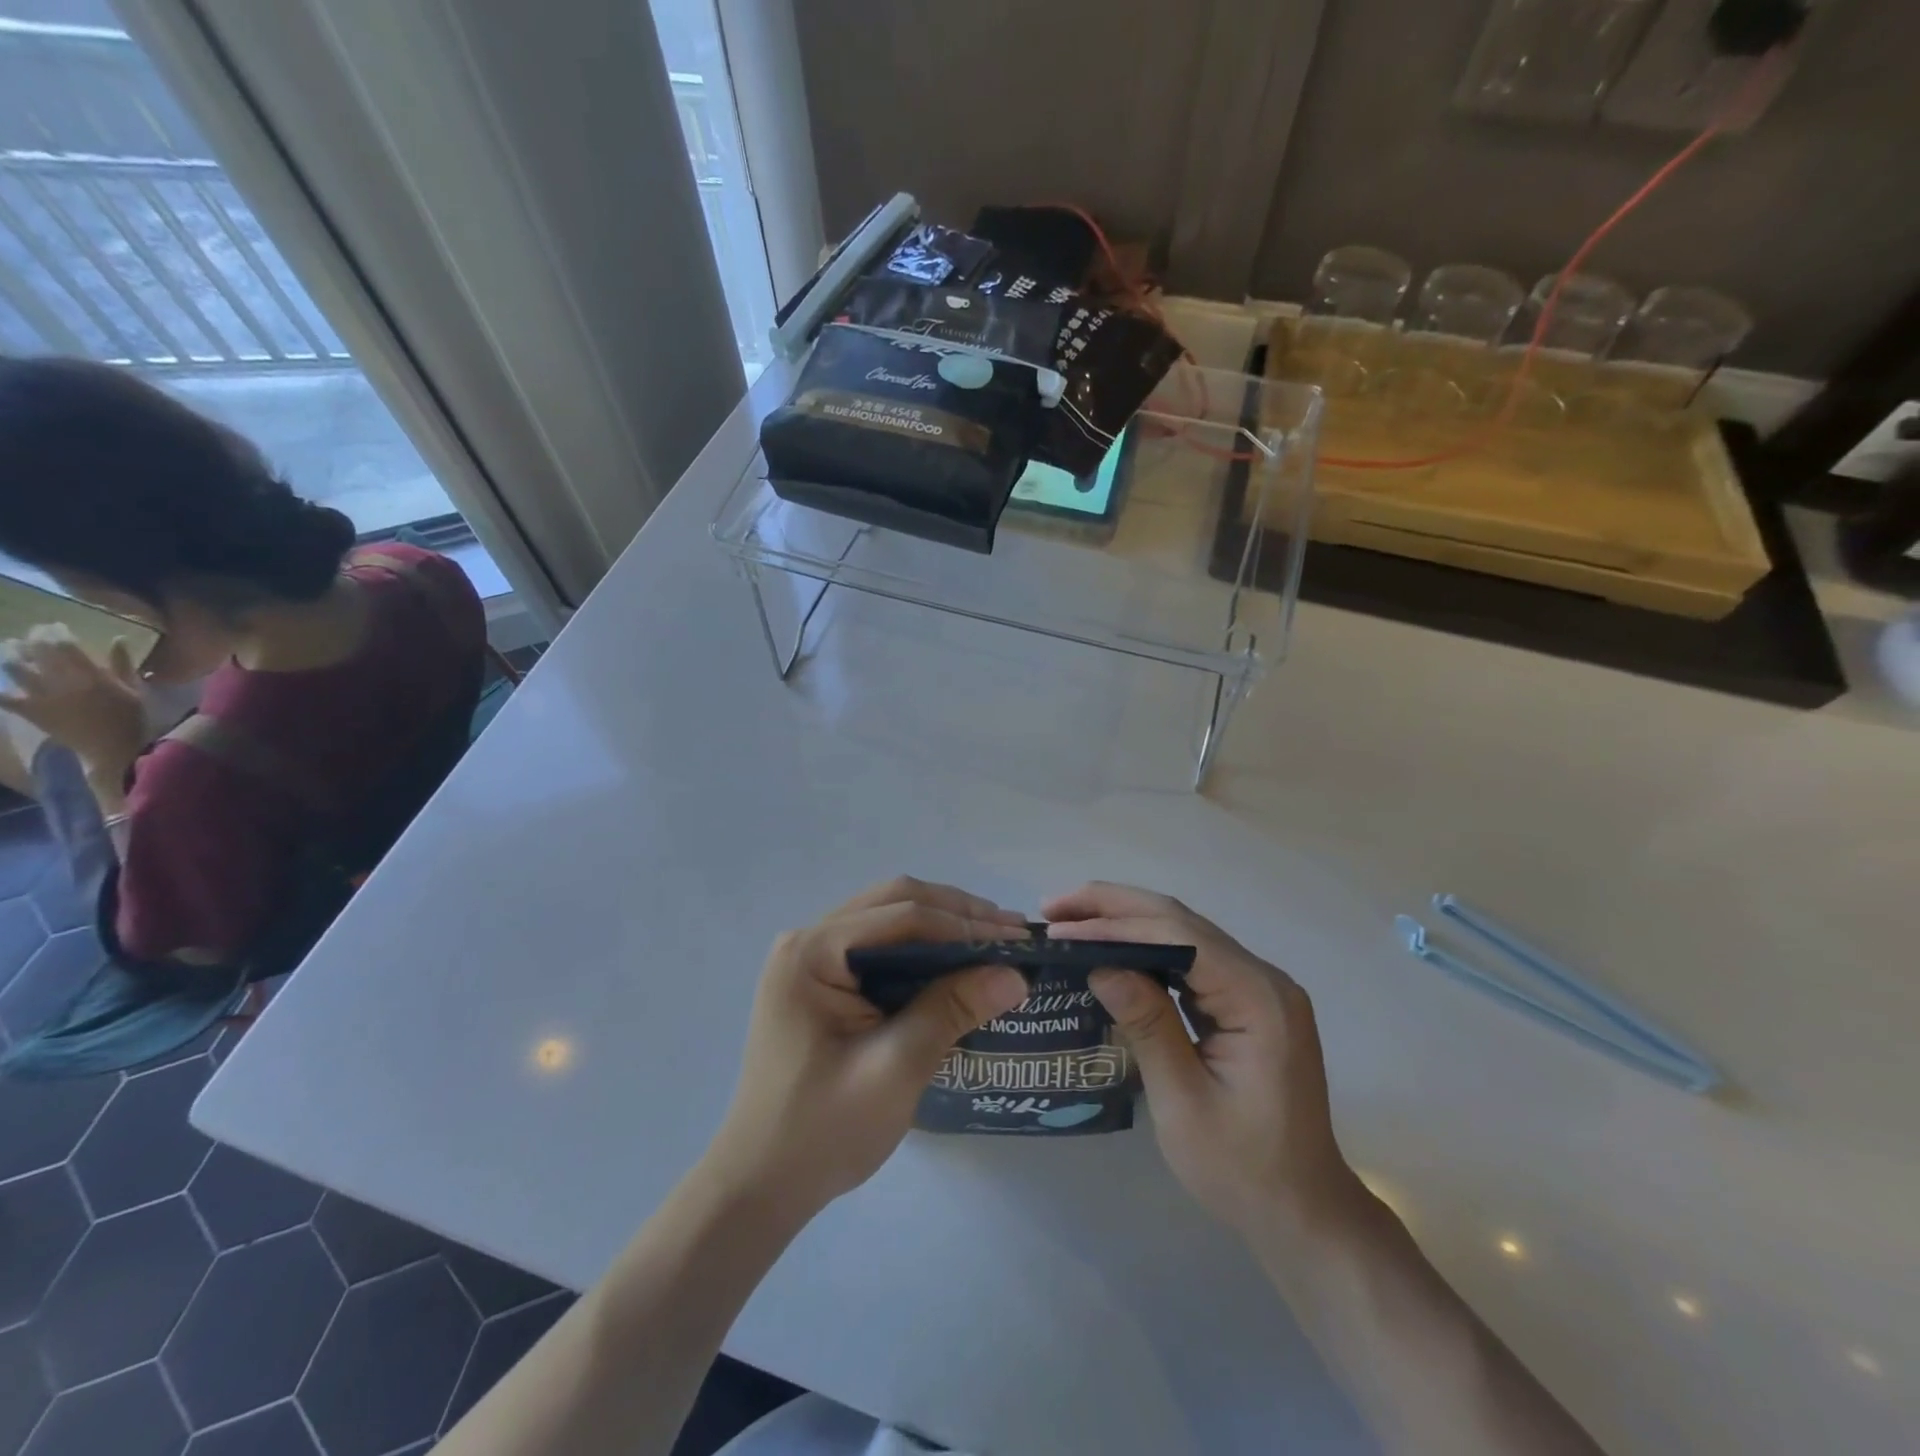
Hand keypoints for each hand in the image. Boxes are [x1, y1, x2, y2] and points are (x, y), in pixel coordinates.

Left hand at [0, 635, 146, 781]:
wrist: (114, 749)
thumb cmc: (131, 718)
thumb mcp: (135, 690)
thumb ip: (123, 664)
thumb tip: (118, 639)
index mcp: (92, 676)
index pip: (64, 646)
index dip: (55, 633)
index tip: (55, 627)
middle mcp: (63, 682)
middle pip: (38, 653)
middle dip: (33, 639)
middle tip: (34, 633)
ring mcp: (43, 697)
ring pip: (16, 669)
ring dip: (11, 655)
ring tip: (12, 648)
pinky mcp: (31, 711)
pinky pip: (6, 697)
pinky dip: (0, 690)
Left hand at [702, 877, 1030, 1219]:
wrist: (761, 1184)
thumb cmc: (822, 1131)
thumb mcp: (895, 1069)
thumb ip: (950, 1011)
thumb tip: (1015, 973)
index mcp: (811, 952)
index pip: (902, 916)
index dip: (964, 924)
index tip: (1018, 939)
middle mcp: (807, 941)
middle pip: (894, 903)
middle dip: (956, 914)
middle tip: (1013, 931)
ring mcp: (810, 958)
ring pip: (888, 920)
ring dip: (942, 925)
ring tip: (995, 939)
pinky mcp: (820, 980)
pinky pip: (879, 946)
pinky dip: (921, 948)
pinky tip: (955, 961)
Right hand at [1044, 882, 1357, 1232]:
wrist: (1301, 1211)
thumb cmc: (1242, 1168)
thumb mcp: (1183, 1102)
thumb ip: (1147, 1026)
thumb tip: (1100, 966)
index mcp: (1258, 998)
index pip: (1179, 936)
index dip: (1116, 924)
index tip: (1062, 926)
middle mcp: (1263, 978)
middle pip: (1181, 921)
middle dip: (1115, 907)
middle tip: (1055, 907)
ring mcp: (1256, 988)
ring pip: (1183, 933)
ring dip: (1127, 922)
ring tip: (1072, 920)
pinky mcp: (1245, 1002)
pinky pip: (1190, 959)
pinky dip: (1146, 949)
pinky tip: (1112, 951)